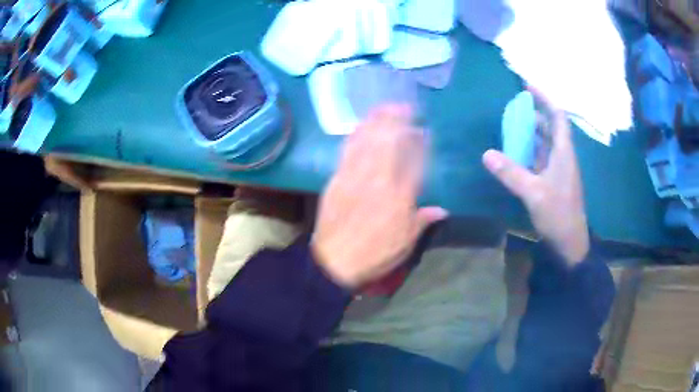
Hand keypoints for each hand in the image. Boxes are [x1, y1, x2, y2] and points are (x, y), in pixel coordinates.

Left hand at [312, 105, 448, 288]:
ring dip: (378, 120)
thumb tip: (442, 209)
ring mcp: (355, 176)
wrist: (333, 261)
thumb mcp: (405, 243)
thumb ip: (423, 221)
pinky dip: (357, 133)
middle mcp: (378, 179)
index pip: (413, 160)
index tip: (424, 131)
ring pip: (368, 140)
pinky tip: (362, 125)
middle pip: (389, 141)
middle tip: (407, 108)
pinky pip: (347, 149)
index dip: (419, 142)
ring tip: (386, 108)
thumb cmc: (374, 254)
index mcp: (399, 196)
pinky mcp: (337, 178)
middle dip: (399, 120)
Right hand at [482, 88, 589, 265]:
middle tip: (513, 106)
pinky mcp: (552, 180)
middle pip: (550, 126)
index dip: (545, 98)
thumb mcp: (534, 193)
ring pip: (545, 142)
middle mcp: (562, 156)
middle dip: (534, 113)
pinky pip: (540, 157)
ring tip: (510, 125)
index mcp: (564, 152)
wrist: (570, 242)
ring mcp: (558, 169)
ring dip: (530, 132)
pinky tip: (515, 152)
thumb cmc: (558, 215)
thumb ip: (511, 173)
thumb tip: (486, 154)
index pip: (558, 116)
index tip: (527, 86)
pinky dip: (529, 150)